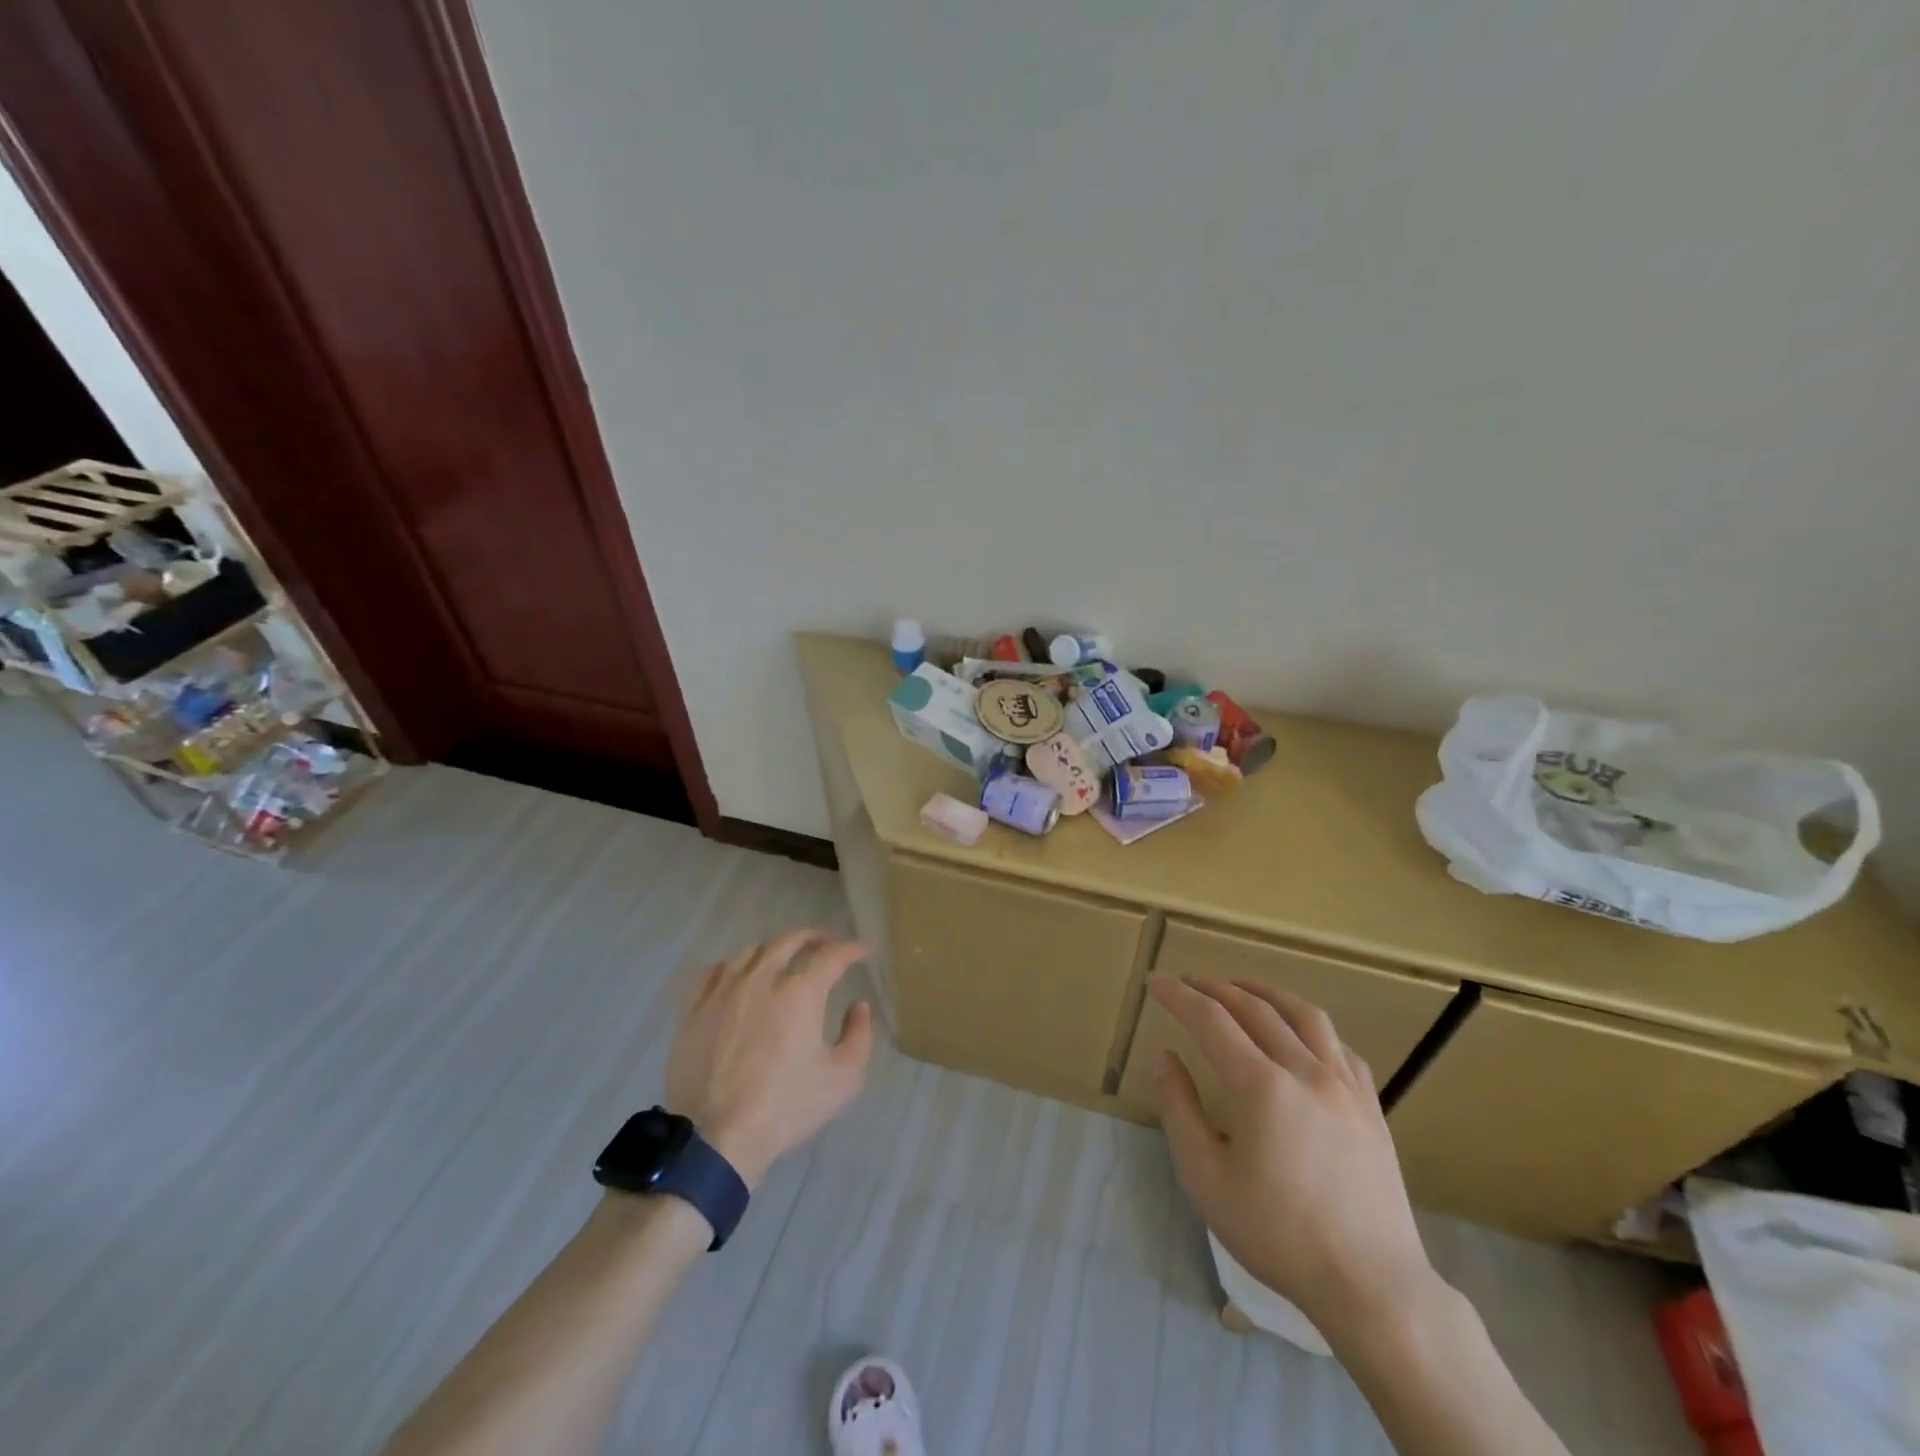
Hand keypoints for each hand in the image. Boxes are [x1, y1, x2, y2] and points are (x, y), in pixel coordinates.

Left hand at [665, 929, 874, 1187]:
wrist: (715, 1138)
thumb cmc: (785, 1108)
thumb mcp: (843, 1079)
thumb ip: (858, 1036)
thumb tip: (858, 1006)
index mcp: (800, 992)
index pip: (832, 956)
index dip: (852, 949)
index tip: (864, 951)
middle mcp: (762, 979)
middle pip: (789, 941)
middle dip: (813, 937)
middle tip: (826, 943)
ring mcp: (723, 991)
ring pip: (751, 951)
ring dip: (774, 949)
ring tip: (783, 958)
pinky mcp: (694, 1008)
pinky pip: (714, 971)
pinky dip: (734, 966)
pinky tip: (738, 976)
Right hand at [1148, 977, 1437, 1343]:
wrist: (1371, 1285)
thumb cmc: (1278, 1234)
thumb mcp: (1206, 1178)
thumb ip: (1179, 1109)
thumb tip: (1164, 1058)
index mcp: (1262, 1086)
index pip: (1211, 1020)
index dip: (1179, 997)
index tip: (1155, 983)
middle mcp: (1305, 1071)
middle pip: (1254, 1008)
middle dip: (1215, 988)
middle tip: (1187, 981)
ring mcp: (1345, 1085)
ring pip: (1303, 1015)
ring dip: (1265, 993)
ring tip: (1241, 987)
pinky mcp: (1371, 1105)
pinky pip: (1339, 1045)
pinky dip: (1310, 1026)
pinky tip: (1300, 1033)